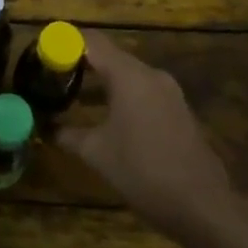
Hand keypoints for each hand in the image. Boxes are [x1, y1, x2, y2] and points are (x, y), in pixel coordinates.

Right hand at [57, 30, 235, 237]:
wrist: (203, 206)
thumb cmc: (143, 171)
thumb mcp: (97, 153)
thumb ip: (68, 135)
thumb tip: (46, 129)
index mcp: (129, 76)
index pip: (92, 42)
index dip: (66, 42)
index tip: (44, 52)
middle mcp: (151, 75)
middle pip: (111, 57)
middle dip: (82, 64)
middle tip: (54, 77)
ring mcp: (169, 93)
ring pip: (128, 76)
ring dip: (102, 83)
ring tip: (75, 99)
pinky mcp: (179, 111)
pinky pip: (143, 92)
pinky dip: (121, 96)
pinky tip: (107, 119)